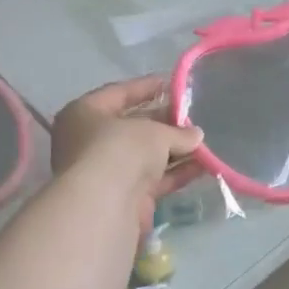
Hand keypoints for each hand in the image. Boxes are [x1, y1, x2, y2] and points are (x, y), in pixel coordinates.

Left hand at [52, 75, 202, 228]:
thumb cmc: (120, 149)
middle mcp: (90, 141)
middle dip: (165, 123)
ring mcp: (107, 171)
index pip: (118, 93)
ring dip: (174, 150)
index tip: (173, 84)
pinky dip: (176, 172)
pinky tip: (202, 167)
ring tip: (204, 143)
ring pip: (145, 155)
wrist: (105, 204)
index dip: (147, 87)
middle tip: (193, 118)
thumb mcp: (154, 132)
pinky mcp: (124, 196)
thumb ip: (178, 132)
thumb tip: (197, 135)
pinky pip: (154, 179)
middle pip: (133, 127)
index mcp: (84, 114)